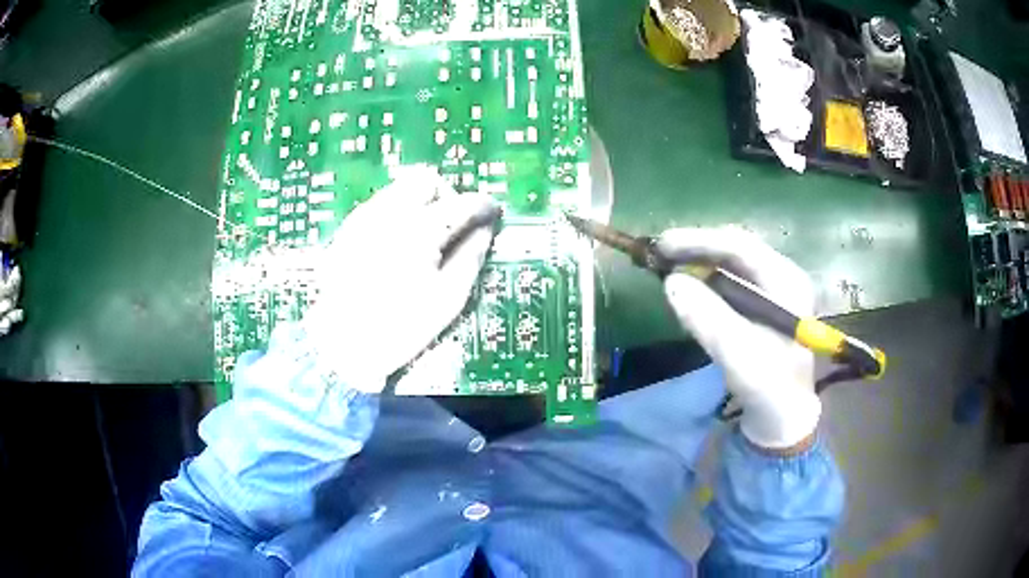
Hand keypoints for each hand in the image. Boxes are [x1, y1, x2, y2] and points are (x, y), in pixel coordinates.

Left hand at [302, 166, 499, 392]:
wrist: (341, 345)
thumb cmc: (400, 327)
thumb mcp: (448, 298)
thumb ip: (472, 256)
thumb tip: (486, 228)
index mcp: (419, 230)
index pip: (461, 202)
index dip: (483, 205)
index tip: (491, 213)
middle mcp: (389, 213)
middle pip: (426, 179)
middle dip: (446, 194)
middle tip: (453, 223)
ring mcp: (364, 218)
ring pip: (400, 188)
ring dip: (421, 202)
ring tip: (425, 237)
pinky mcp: (348, 229)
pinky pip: (380, 206)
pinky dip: (398, 214)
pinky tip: (398, 245)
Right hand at [655, 227, 818, 450]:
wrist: (783, 415)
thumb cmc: (768, 387)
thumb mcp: (739, 355)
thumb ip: (708, 317)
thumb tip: (671, 281)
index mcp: (786, 281)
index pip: (741, 246)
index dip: (700, 241)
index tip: (663, 246)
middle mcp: (781, 276)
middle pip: (736, 248)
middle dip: (697, 248)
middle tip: (660, 255)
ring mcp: (772, 289)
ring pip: (731, 262)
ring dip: (699, 261)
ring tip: (668, 265)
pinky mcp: (761, 303)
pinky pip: (729, 279)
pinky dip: (705, 279)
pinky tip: (689, 286)